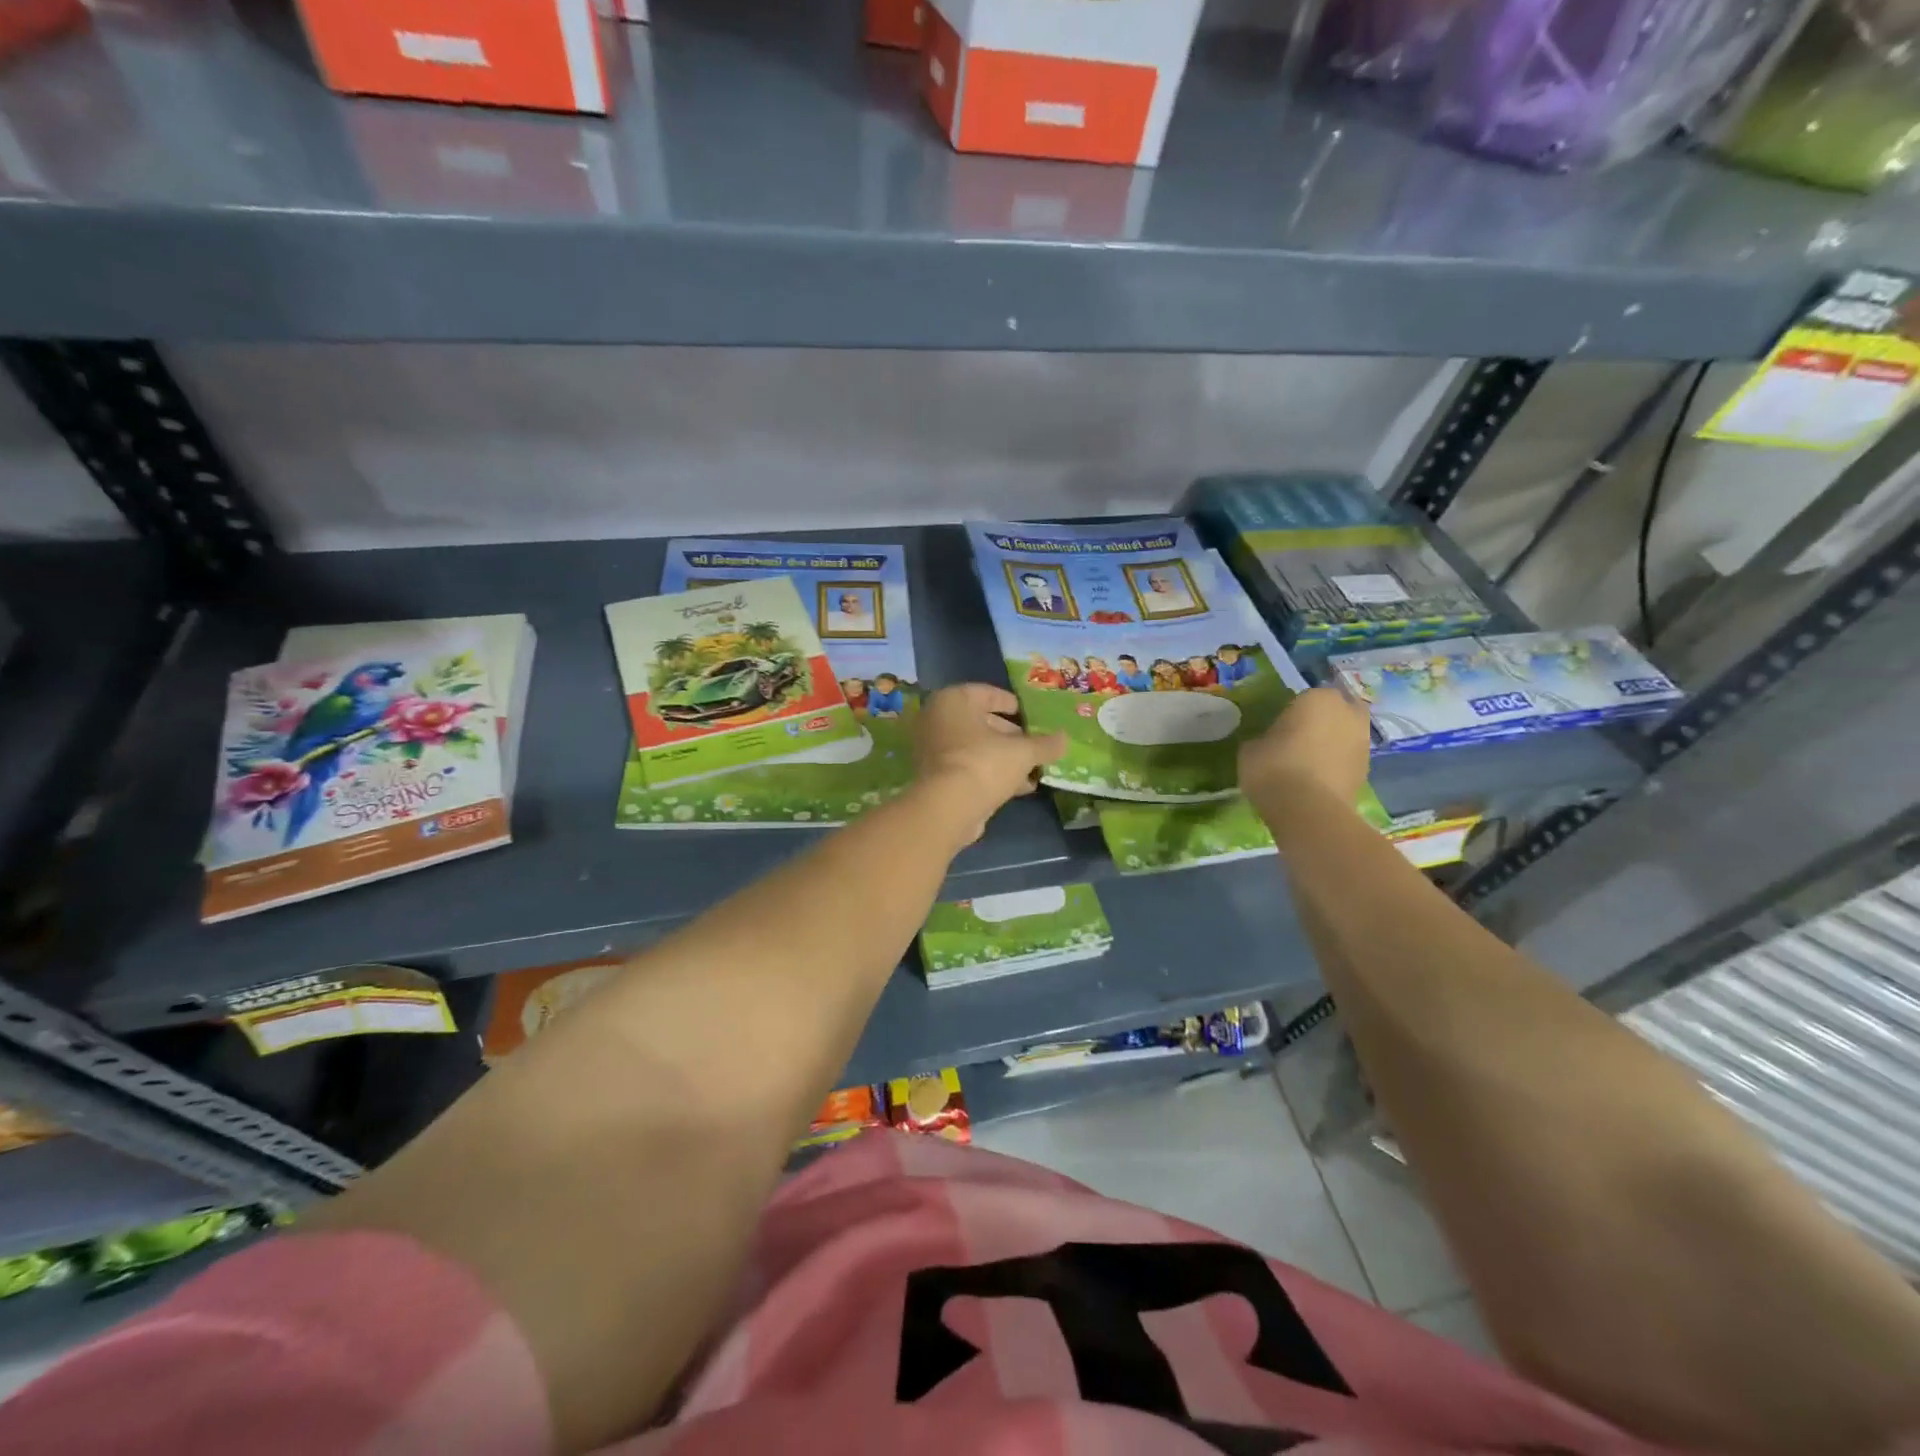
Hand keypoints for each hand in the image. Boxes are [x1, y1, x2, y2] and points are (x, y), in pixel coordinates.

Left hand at [913, 684, 1065, 842]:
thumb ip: (1045, 744)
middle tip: (1034, 744)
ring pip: (975, 748)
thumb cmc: (984, 764)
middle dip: (1010, 736)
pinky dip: (990, 773)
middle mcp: (937, 720)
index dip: (1010, 703)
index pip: (986, 693)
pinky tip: (1019, 788)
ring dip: (1004, 758)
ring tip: (1033, 770)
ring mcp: (932, 750)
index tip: (1028, 714)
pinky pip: (968, 768)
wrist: (947, 809)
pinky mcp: (935, 777)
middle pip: (981, 722)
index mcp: (953, 700)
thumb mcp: (1022, 752)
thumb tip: (1064, 739)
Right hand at [1238, 686, 1372, 817]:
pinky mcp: (1367, 769)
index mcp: (1318, 698)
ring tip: (1309, 759)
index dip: (1292, 710)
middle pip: (1337, 709)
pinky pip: (1348, 757)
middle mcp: (1347, 712)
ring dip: (1333, 740)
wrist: (1308, 810)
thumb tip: (1267, 741)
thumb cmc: (1273, 768)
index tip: (1279, 726)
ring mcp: (1362, 741)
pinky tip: (1317, 776)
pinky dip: (1337, 762)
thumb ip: (1263, 737)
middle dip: (1324, 719)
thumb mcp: (1251, 748)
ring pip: (1346, 733)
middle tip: (1301, 736)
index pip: (1306, 695)